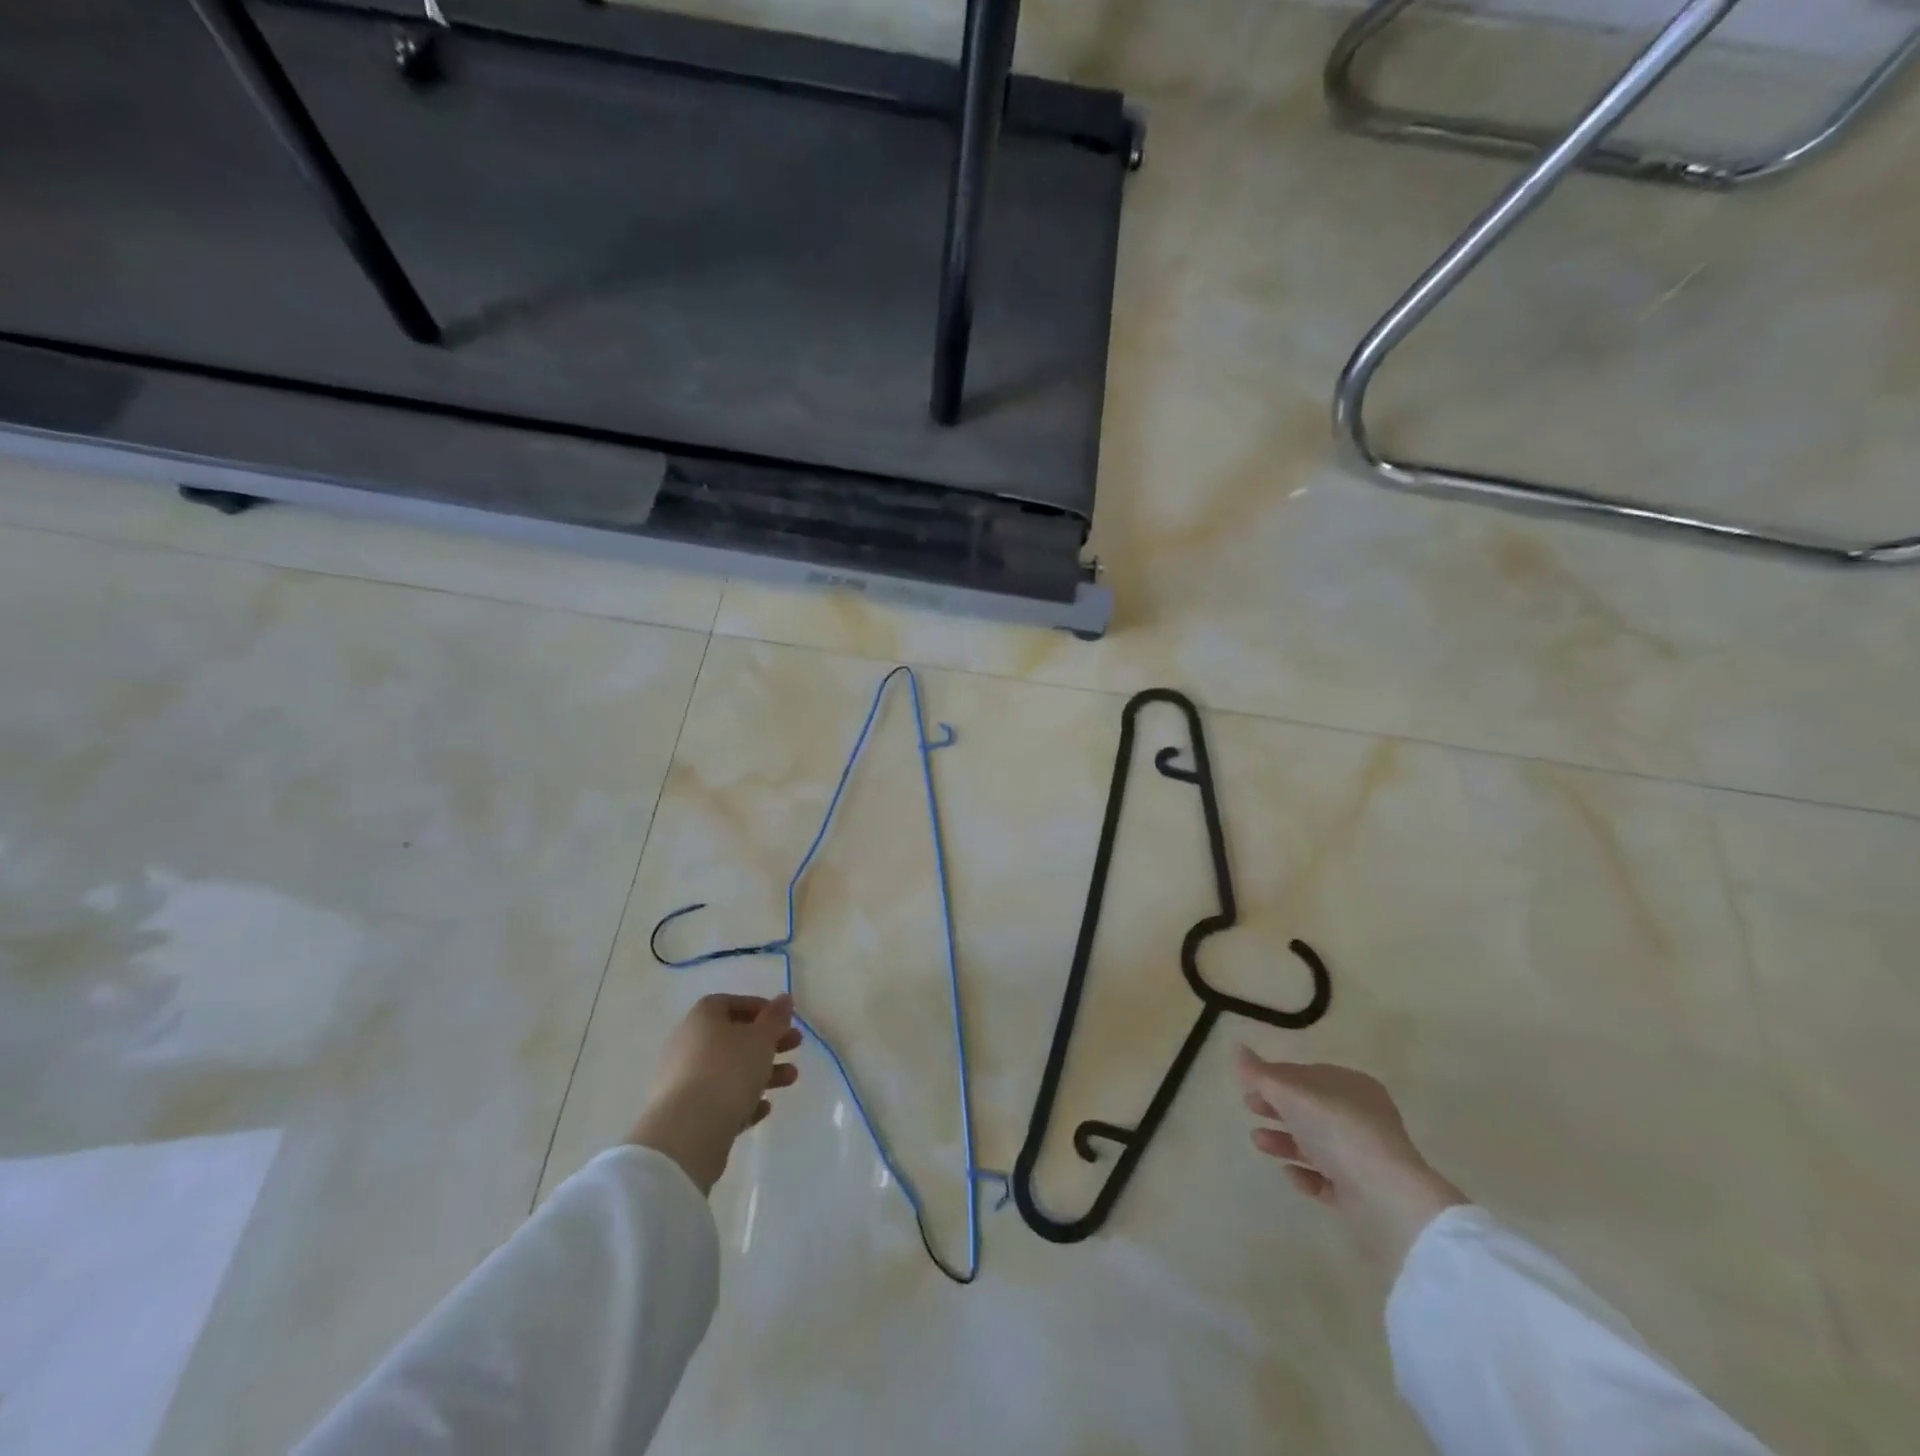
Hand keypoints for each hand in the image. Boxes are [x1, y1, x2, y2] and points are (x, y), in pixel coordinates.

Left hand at [626, 994, 801, 1194]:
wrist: (688, 1133)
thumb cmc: (728, 1071)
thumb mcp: (761, 1038)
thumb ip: (776, 1017)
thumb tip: (784, 998)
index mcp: (701, 1018)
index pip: (730, 1003)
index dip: (759, 1008)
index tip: (783, 1020)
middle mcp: (687, 1044)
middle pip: (733, 1037)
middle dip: (767, 1042)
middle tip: (795, 1046)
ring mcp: (683, 1080)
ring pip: (729, 1070)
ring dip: (762, 1071)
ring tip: (791, 1080)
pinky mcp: (685, 1113)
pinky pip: (719, 1099)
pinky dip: (743, 1100)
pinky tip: (763, 1108)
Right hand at [1236, 1045, 1466, 1267]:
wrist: (1386, 1198)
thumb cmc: (1337, 1129)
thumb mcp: (1290, 1092)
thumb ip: (1259, 1073)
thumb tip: (1237, 1048)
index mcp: (1351, 1086)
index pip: (1306, 1075)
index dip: (1275, 1078)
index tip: (1248, 1085)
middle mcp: (1361, 1118)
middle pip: (1310, 1109)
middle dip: (1277, 1108)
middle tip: (1248, 1108)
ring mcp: (1364, 1157)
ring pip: (1316, 1143)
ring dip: (1284, 1140)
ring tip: (1258, 1142)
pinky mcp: (1363, 1193)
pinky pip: (1327, 1179)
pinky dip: (1306, 1173)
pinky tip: (1289, 1173)